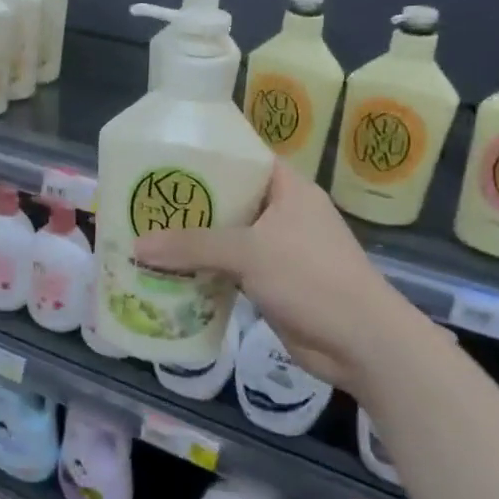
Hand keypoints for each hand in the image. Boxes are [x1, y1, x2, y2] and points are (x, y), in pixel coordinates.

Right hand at [132, 164, 441, 400]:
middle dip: (188, 203)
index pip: (244, 158)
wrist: (361, 343)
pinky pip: (228, 268)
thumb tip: (136, 245)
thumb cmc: (312, 279)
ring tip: (145, 233)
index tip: (165, 159)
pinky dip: (202, 270)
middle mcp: (282, 214)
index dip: (207, 155)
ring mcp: (277, 250)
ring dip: (191, 241)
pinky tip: (167, 272)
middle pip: (228, 199)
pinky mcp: (270, 283)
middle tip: (144, 200)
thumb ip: (192, 246)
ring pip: (225, 237)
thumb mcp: (249, 252)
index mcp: (288, 190)